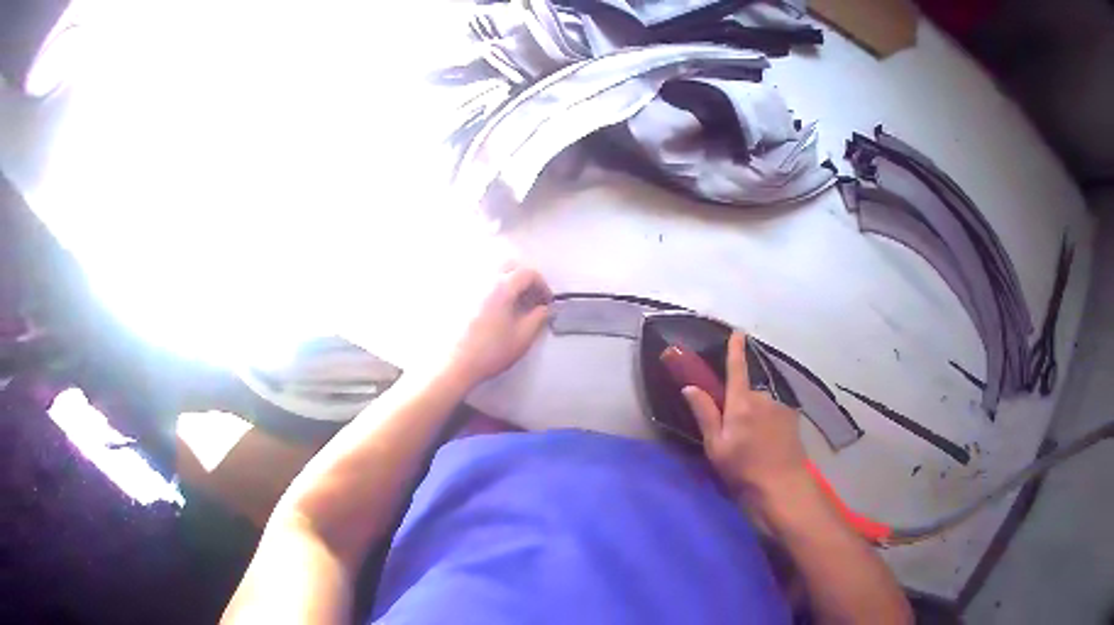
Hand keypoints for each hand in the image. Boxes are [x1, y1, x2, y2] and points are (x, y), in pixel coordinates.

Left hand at [444, 264, 551, 388]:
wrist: (456, 364)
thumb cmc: (490, 351)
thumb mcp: (523, 337)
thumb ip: (538, 318)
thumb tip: (543, 308)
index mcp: (502, 286)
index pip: (528, 273)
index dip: (542, 285)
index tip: (546, 301)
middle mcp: (484, 279)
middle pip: (509, 266)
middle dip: (524, 278)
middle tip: (531, 297)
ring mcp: (468, 286)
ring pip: (492, 273)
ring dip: (507, 282)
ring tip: (513, 303)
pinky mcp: (457, 296)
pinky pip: (479, 283)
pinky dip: (491, 289)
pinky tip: (493, 309)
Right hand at [681, 332, 810, 501]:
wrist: (782, 485)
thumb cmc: (743, 469)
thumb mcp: (716, 446)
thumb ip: (705, 414)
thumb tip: (690, 387)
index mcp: (741, 403)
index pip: (736, 368)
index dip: (735, 349)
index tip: (737, 331)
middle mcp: (763, 398)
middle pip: (746, 393)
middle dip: (739, 405)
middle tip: (733, 434)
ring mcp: (780, 408)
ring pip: (761, 406)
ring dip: (755, 417)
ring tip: (753, 445)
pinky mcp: (792, 419)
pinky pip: (774, 414)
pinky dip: (768, 424)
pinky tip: (768, 445)